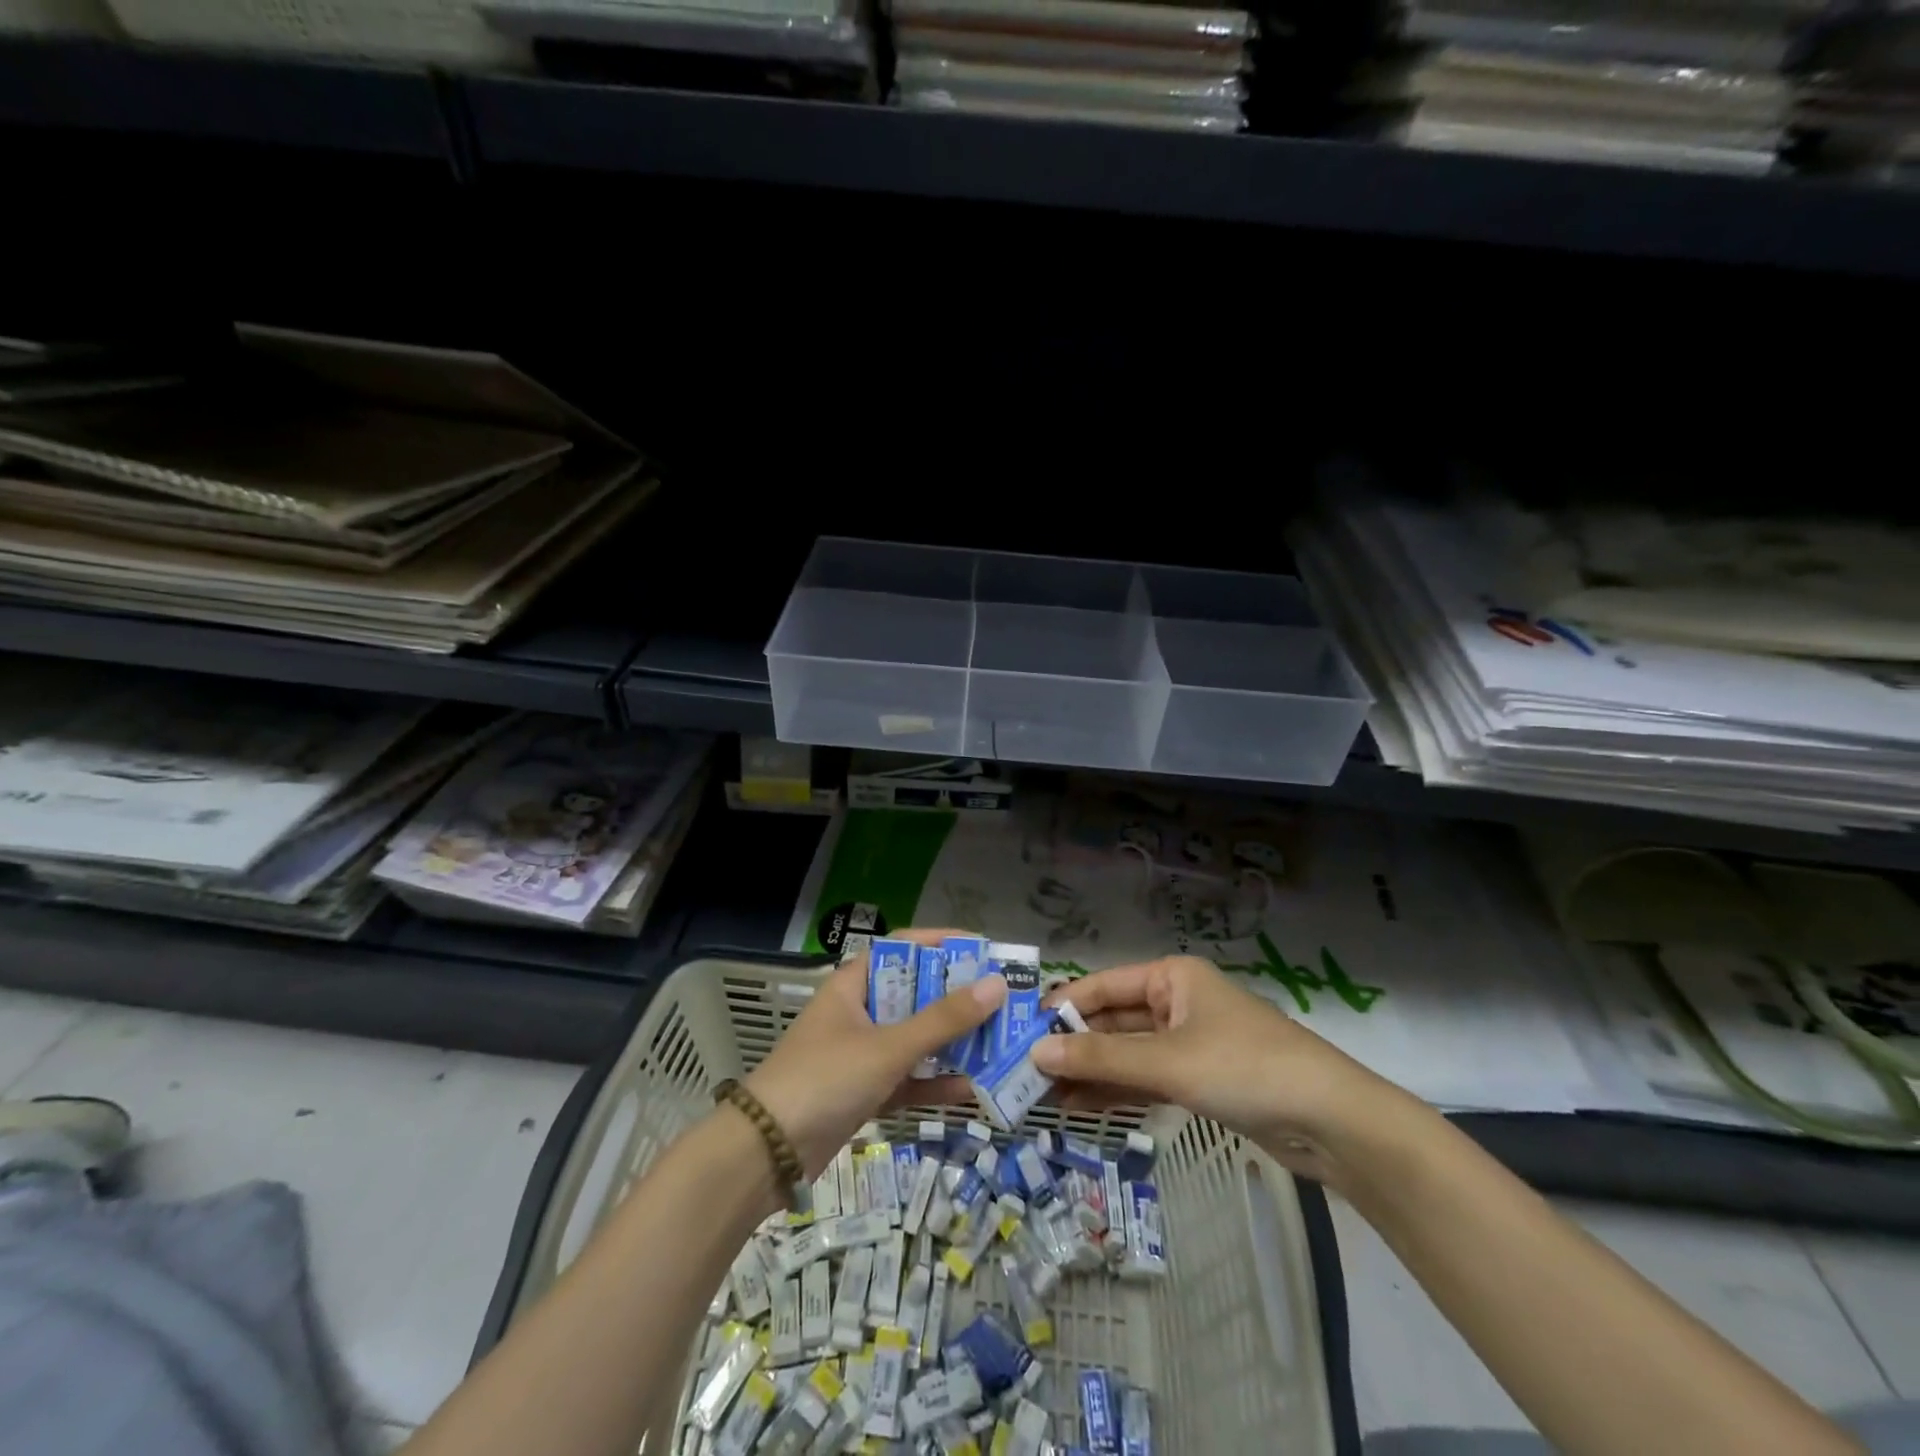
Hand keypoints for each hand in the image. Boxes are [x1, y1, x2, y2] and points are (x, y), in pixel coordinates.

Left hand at [746, 929, 1004, 1178]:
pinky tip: (972, 1089)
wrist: (765, 1154)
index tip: (985, 950)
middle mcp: (860, 1011)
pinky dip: (935, 1083)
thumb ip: (943, 1020)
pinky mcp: (865, 1092)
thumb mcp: (888, 1046)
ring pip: (916, 1038)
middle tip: (1004, 1001)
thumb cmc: (825, 1078)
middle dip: (959, 998)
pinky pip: (909, 1079)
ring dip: (953, 1042)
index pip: (904, 948)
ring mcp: (862, 1053)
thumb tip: (997, 985)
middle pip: (916, 994)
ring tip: (999, 1042)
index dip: (943, 943)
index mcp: (856, 984)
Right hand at [1032, 955, 1410, 1184]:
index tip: (1021, 1032)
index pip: (1102, 986)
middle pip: (1113, 1021)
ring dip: (1090, 1073)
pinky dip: (1118, 1091)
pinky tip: (1082, 1107)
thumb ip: (1101, 1058)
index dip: (1062, 1007)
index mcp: (1172, 977)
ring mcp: (1189, 1043)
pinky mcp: (1201, 1080)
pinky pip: (1147, 1079)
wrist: (1333, 1123)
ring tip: (1043, 1097)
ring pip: (1128, 1054)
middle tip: (1024, 1075)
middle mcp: (1177, 1002)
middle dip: (1073, 1046)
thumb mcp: (1168, 1062)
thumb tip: (1036, 1052)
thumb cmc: (1245, 1068)